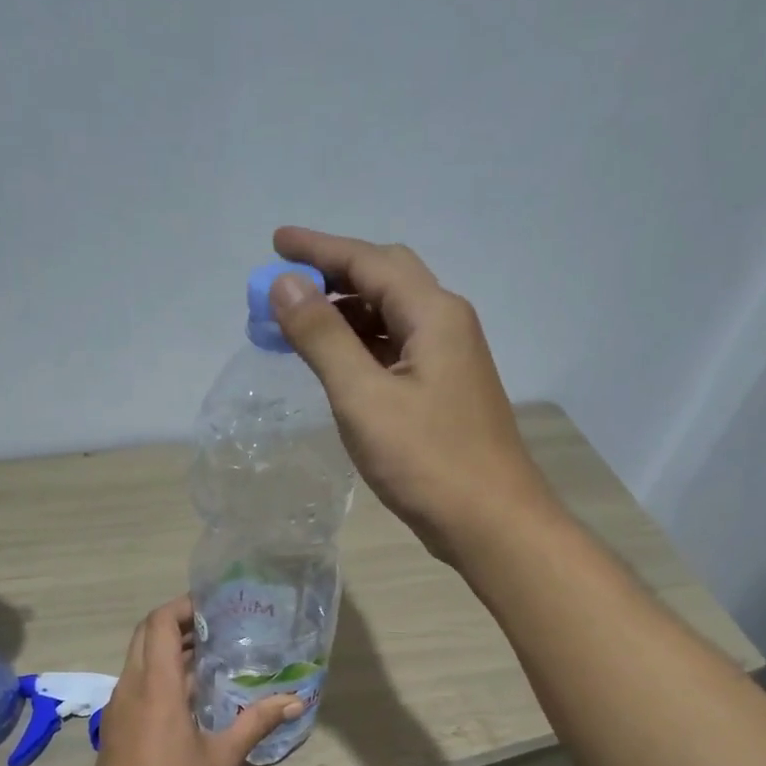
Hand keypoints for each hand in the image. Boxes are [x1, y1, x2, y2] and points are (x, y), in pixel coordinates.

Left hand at [79, 596, 300, 765]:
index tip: (213, 606)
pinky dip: (161, 674)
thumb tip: (295, 701)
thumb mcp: (222, 758)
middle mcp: (132, 686)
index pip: (160, 623)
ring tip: (210, 656)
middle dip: (177, 623)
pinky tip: (190, 695)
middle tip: (215, 626)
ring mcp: (120, 706)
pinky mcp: (118, 725)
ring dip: (169, 649)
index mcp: (156, 685)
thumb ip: (256, 722)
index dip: (183, 606)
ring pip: (140, 659)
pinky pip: (137, 682)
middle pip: (146, 635)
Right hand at [268, 226, 558, 560]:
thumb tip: (285, 284)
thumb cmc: (427, 460)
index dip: (318, 249)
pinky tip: (336, 364)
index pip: (369, 261)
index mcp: (433, 314)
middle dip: (334, 276)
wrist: (491, 522)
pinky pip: (397, 350)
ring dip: (346, 314)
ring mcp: (450, 360)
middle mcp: (447, 325)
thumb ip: (323, 337)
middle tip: (286, 288)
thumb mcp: (363, 397)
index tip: (275, 243)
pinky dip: (362, 346)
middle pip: (386, 279)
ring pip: (392, 317)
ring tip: (298, 326)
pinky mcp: (444, 392)